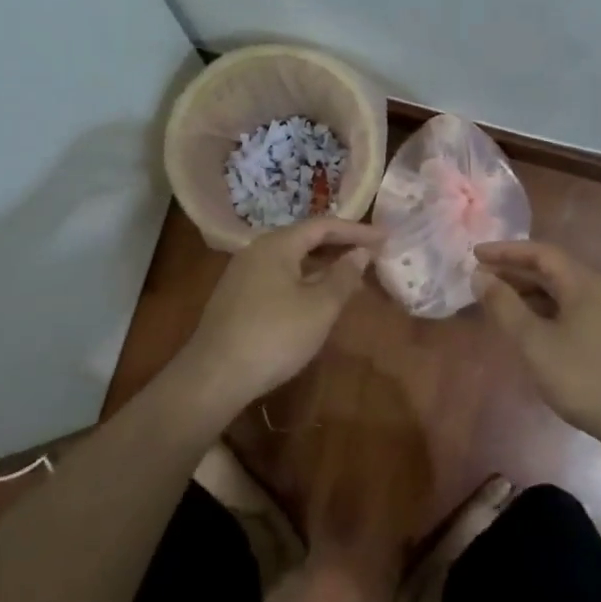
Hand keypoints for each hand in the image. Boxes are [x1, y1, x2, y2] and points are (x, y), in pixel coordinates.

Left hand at [178, 217, 383, 412]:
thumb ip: (344, 276)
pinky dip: (304, 279)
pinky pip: (279, 276)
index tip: (385, 237)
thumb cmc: (274, 336)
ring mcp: (243, 274)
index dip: (356, 230)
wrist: (215, 376)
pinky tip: (317, 298)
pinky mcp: (238, 297)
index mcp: (277, 244)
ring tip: (351, 276)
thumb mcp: (320, 307)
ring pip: (292, 260)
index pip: (323, 225)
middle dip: (340, 246)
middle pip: (305, 239)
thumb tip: (361, 253)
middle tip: (372, 254)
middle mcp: (257, 250)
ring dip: (323, 265)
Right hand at [473, 240, 600, 444]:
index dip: (506, 251)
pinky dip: (545, 311)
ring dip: (529, 293)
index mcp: (584, 283)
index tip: (475, 254)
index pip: (541, 253)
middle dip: (515, 272)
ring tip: (498, 303)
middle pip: (552, 270)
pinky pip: (571, 310)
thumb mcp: (536, 343)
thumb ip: (505, 307)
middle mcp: (600, 290)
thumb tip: (480, 276)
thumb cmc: (585, 378)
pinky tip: (529, 328)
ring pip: (562, 292)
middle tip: (481, 279)